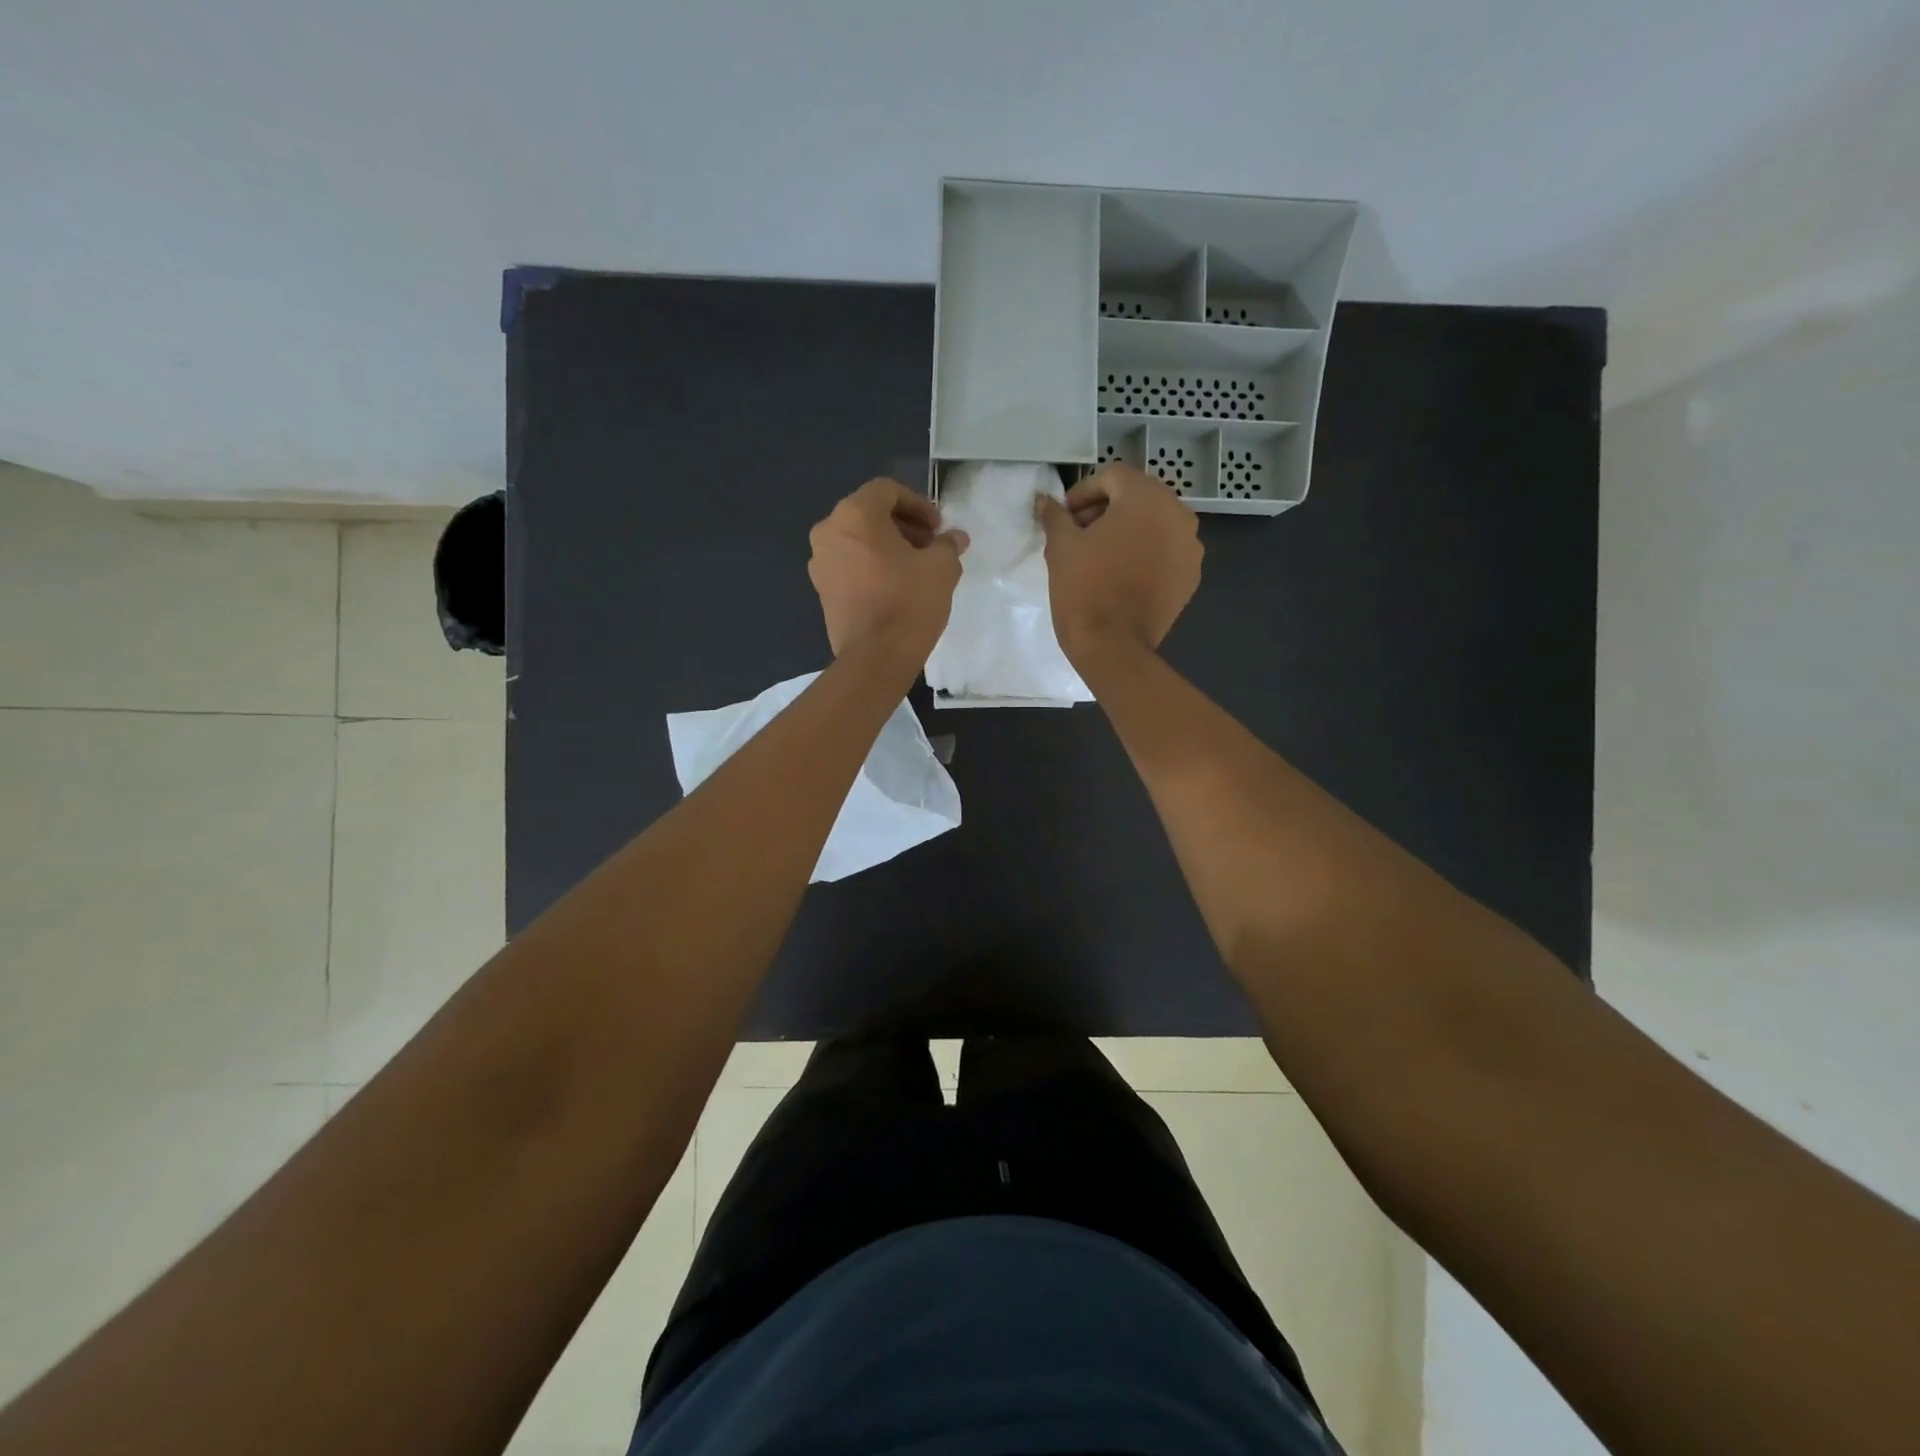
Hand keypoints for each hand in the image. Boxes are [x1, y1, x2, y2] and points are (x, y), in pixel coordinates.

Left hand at [808, 478, 968, 666]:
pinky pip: (849, 563)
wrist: (875, 658)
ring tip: (915, 568)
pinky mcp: (822, 589)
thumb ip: (947, 545)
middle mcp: (829, 531)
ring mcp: (820, 562)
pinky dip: (871, 565)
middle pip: (869, 513)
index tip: (938, 528)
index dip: (918, 504)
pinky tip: (895, 586)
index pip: (887, 491)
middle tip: (930, 546)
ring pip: (858, 539)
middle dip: (903, 525)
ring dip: (887, 546)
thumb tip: (955, 538)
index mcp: (855, 515)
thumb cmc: (909, 602)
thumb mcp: (941, 569)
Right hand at [1036, 462, 1201, 661]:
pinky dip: (1146, 552)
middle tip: (1079, 533)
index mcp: (1147, 498)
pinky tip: (1122, 574)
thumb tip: (1044, 500)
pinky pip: (1166, 550)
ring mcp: (1190, 547)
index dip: (1083, 492)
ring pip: (1155, 523)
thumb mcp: (1061, 547)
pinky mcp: (1191, 575)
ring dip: (1128, 530)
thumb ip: (1055, 516)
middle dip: (1107, 509)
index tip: (1065, 517)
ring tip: (1100, 555)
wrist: (1112, 646)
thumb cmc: (1083, 589)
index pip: (1113, 476)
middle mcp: (1178, 514)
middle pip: (1138, 496)